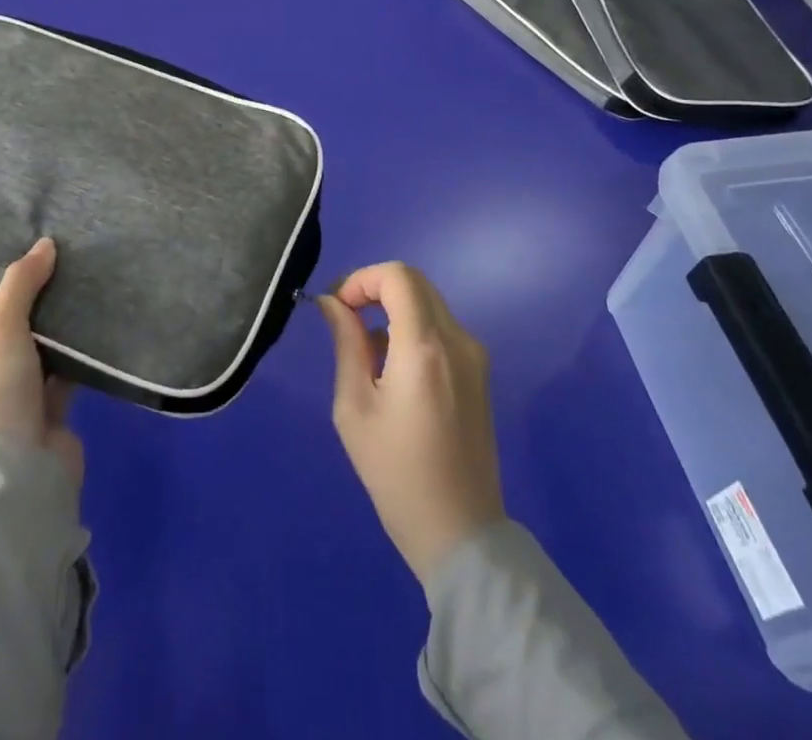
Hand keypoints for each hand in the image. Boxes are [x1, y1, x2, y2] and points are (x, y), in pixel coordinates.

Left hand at [0, 237, 83, 488]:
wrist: (22, 479)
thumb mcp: (1, 332)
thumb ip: (20, 285)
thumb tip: (44, 243)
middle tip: (21, 272)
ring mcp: (0, 403)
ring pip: (17, 356)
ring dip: (36, 330)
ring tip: (58, 288)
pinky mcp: (36, 414)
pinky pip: (51, 375)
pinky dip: (65, 355)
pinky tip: (83, 325)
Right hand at [317, 262, 504, 585]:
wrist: (460, 534)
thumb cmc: (396, 474)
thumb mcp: (354, 407)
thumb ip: (345, 344)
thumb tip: (332, 303)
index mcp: (425, 347)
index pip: (397, 276)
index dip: (361, 279)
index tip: (337, 307)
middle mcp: (457, 340)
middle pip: (414, 282)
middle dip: (374, 289)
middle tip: (344, 319)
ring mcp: (475, 356)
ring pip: (428, 303)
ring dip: (393, 310)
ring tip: (366, 356)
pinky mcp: (479, 373)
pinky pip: (441, 329)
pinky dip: (412, 329)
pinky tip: (394, 373)